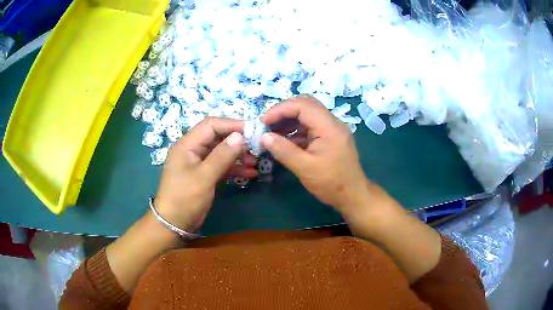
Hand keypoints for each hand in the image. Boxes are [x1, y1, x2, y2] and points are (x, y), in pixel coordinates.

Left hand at [154, 117, 255, 231]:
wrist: (174, 224)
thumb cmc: (185, 198)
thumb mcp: (204, 177)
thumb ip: (222, 156)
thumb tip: (240, 136)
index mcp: (187, 145)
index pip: (210, 125)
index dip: (231, 124)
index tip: (251, 130)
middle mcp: (192, 150)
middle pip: (217, 137)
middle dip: (236, 141)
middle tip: (256, 148)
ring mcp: (198, 163)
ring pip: (220, 152)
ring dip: (237, 156)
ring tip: (255, 162)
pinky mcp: (203, 175)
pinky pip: (220, 166)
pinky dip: (233, 168)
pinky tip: (249, 173)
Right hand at [261, 96, 370, 215]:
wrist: (353, 196)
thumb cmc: (331, 183)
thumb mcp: (305, 168)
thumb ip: (284, 151)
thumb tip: (264, 137)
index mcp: (329, 127)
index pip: (302, 105)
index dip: (280, 110)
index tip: (263, 122)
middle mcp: (332, 123)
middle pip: (306, 105)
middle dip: (284, 111)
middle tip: (267, 124)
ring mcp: (332, 129)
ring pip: (307, 114)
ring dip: (289, 120)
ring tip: (272, 132)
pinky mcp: (330, 137)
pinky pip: (311, 126)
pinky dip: (296, 130)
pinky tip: (284, 141)